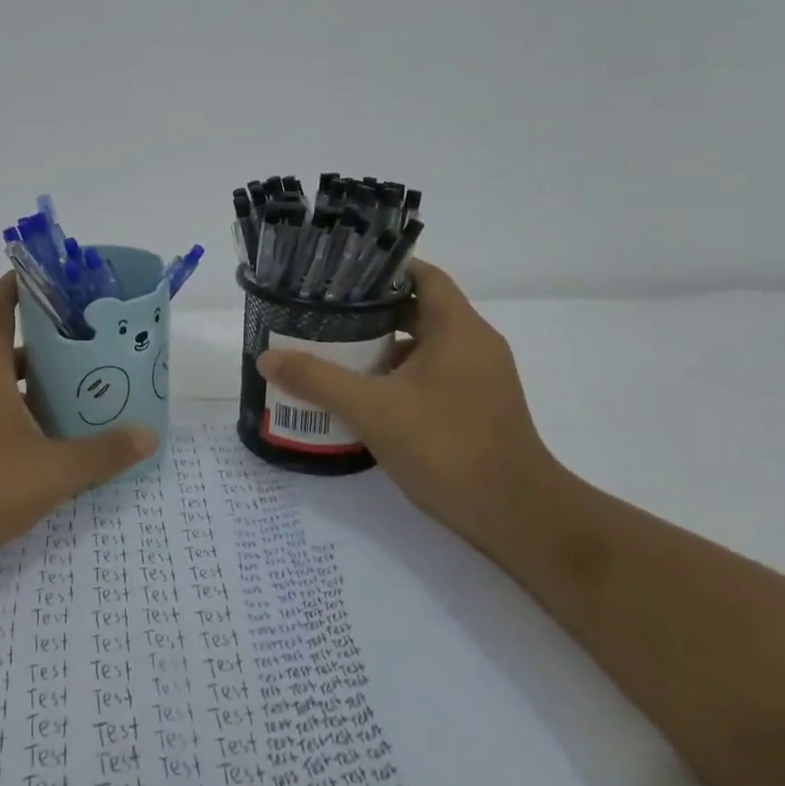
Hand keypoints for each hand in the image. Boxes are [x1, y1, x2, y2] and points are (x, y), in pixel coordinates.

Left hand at [0, 273, 158, 570]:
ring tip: (65, 405)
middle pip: (1, 351)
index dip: (16, 286)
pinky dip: (3, 418)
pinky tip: (31, 449)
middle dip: (41, 352)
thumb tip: (149, 436)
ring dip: (23, 390)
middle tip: (82, 358)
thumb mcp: (52, 472)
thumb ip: (102, 454)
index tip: (42, 278)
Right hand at [256, 260, 563, 549]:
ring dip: (386, 346)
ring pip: (427, 345)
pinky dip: (402, 375)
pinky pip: (435, 374)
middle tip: (326, 314)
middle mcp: (475, 344)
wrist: (517, 517)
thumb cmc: (447, 447)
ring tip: (338, 351)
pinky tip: (368, 395)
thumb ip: (318, 380)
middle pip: (421, 309)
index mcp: (458, 328)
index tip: (340, 275)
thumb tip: (267, 358)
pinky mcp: (480, 406)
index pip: (422, 275)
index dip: (382, 269)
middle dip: (374, 311)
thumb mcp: (372, 410)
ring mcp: (482, 377)